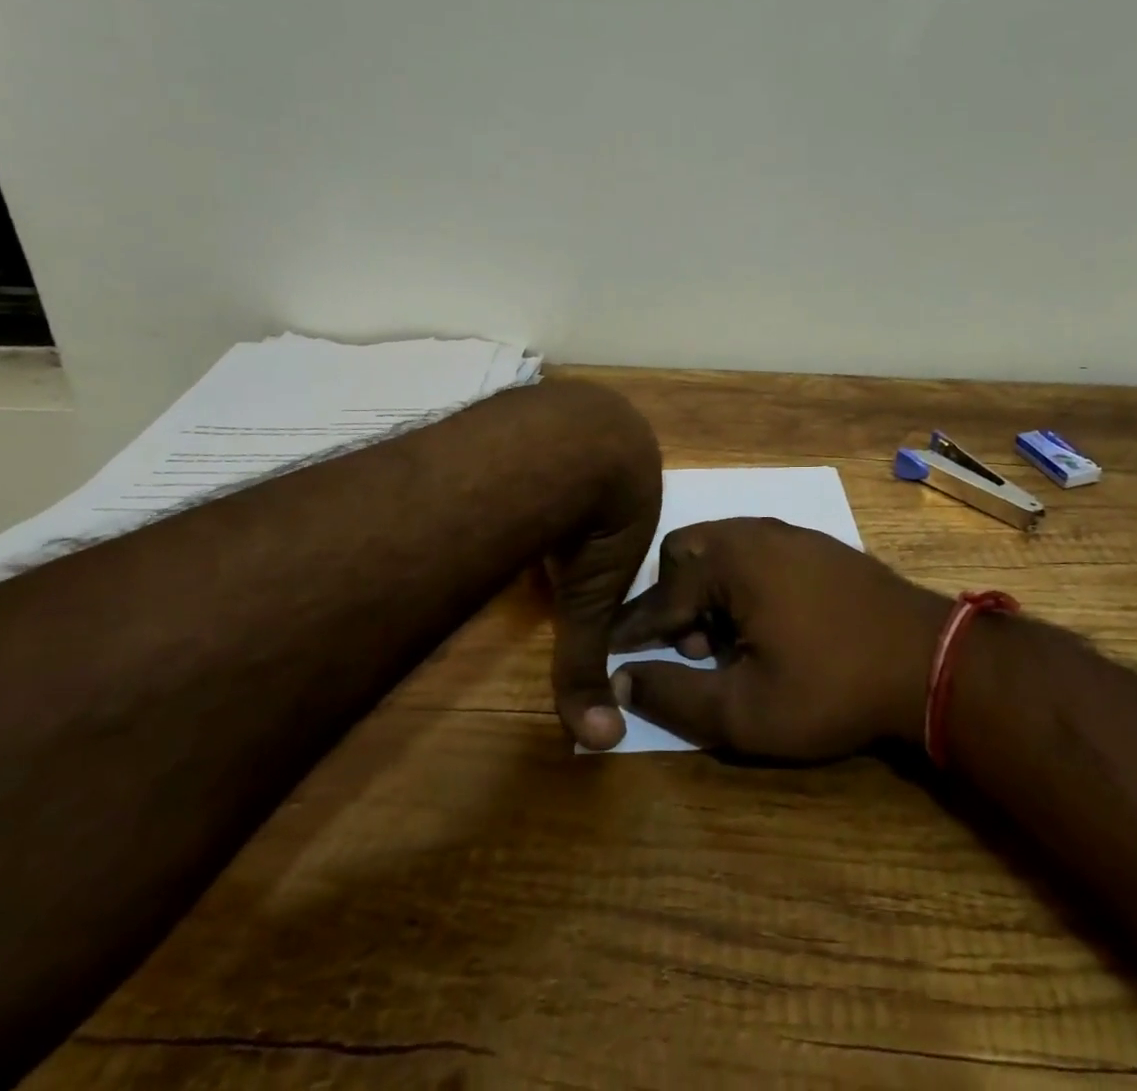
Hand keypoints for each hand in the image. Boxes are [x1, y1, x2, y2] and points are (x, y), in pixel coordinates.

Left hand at [535, 382, 662, 751]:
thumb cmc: (594, 523)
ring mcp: (576, 406)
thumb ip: (587, 663)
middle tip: (544, 529)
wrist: (569, 446)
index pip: (625, 514)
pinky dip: (518, 446)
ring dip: (545, 469)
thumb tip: (600, 741)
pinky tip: (496, 469)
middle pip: (594, 474)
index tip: (572, 557)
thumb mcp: (589, 600)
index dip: (601, 539)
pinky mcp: (539, 394)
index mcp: (640, 480)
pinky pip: (531, 424)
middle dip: (575, 498)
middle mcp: (616, 435)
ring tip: (516, 501)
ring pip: (562, 443)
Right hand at [605, 517, 948, 757]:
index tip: (610, 654)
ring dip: (710, 593)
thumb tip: (624, 678)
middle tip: (699, 651)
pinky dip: (743, 584)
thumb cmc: (830, 686)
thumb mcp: (744, 711)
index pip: (658, 595)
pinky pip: (756, 553)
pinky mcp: (817, 544)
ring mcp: (790, 532)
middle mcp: (754, 531)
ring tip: (734, 645)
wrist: (928, 659)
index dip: (632, 631)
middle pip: (685, 556)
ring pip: (722, 551)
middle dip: (676, 603)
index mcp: (729, 559)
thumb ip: (674, 696)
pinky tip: (770, 626)